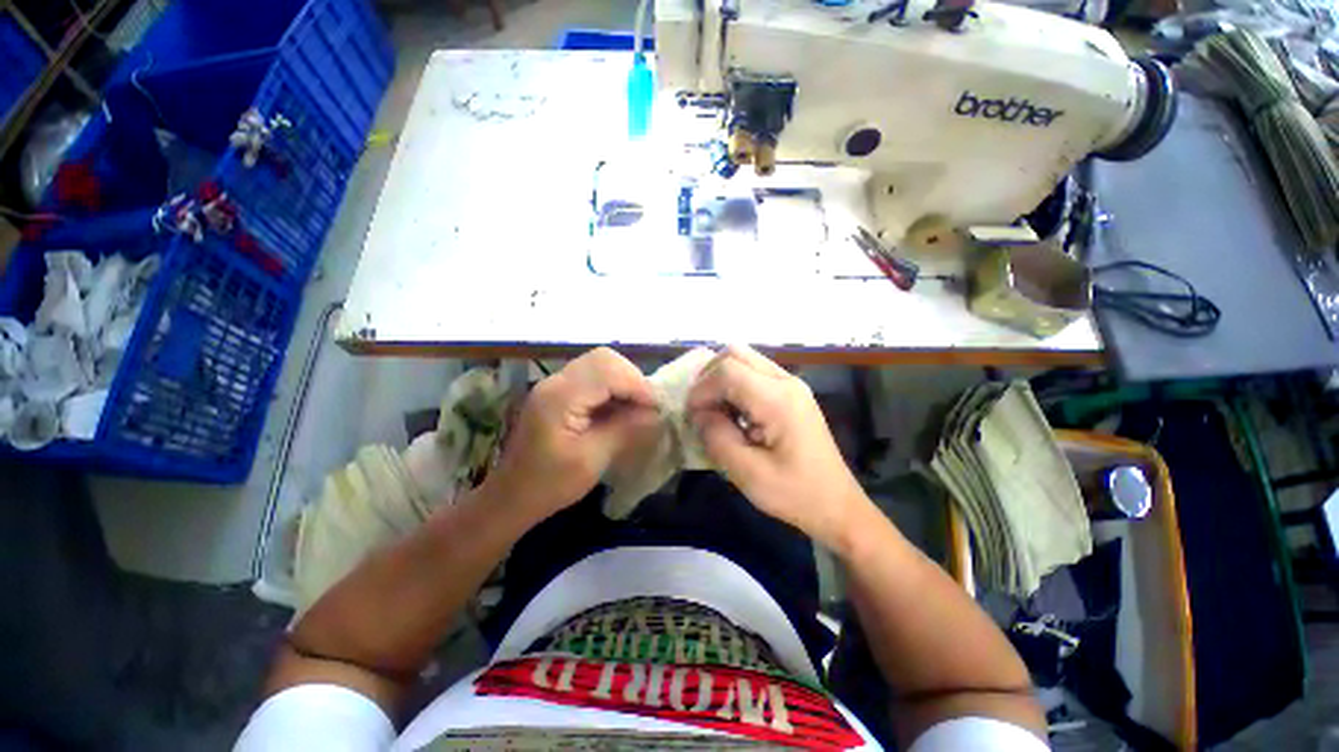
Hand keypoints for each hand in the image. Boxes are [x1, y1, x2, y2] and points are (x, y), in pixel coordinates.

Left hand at [488, 347, 658, 522]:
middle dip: (632, 378)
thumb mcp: (592, 460)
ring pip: (599, 364)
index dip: (637, 384)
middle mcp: (556, 381)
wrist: (510, 497)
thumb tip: (655, 412)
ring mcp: (555, 384)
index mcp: (560, 397)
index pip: (608, 370)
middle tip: (647, 406)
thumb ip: (625, 430)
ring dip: (623, 381)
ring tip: (637, 407)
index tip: (657, 408)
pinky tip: (619, 409)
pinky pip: (591, 377)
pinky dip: (612, 387)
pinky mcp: (558, 392)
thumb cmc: (549, 485)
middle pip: (603, 358)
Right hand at [687, 345, 868, 549]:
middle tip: (699, 405)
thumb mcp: (748, 473)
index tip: (691, 415)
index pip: (728, 371)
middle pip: (736, 353)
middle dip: (709, 375)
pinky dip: (735, 385)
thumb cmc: (794, 494)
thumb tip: (700, 413)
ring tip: (713, 409)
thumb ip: (717, 437)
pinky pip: (754, 373)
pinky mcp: (791, 393)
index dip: (702, 389)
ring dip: (722, 378)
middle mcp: (787, 382)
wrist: (837, 506)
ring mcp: (791, 385)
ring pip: (745, 359)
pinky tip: (733, 412)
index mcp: (778, 400)